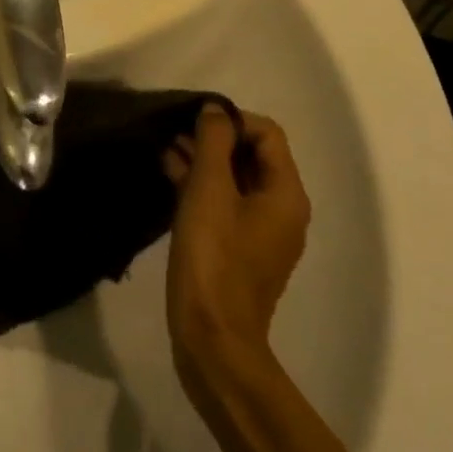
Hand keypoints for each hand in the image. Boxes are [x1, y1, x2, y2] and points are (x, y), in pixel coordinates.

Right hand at [163, 107, 309, 384]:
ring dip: (204, 161)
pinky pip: (225, 205)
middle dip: (214, 139)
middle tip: (176, 133)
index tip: (195, 123)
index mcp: (286, 194)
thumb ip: (214, 141)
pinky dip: (202, 187)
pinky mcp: (240, 252)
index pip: (267, 133)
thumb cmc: (214, 258)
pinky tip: (170, 177)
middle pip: (252, 155)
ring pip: (235, 180)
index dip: (232, 120)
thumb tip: (215, 109)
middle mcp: (282, 210)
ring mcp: (262, 234)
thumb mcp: (210, 190)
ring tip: (166, 149)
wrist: (213, 342)